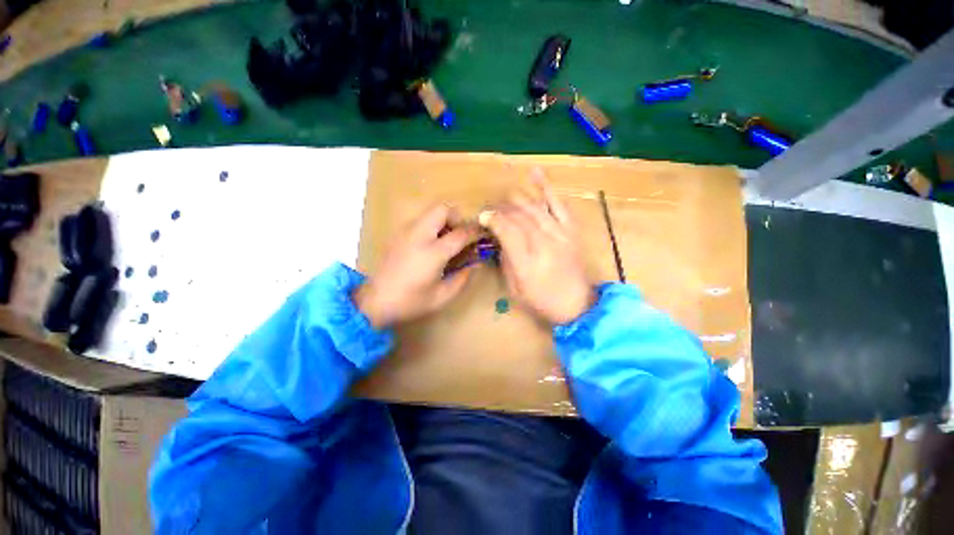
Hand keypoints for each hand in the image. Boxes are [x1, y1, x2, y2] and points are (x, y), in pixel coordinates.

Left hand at [355, 205, 476, 327]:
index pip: (460, 233)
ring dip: (443, 220)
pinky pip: (419, 220)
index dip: (475, 232)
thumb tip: (476, 264)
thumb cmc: (410, 302)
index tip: (482, 234)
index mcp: (433, 253)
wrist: (374, 301)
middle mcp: (419, 235)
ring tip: (446, 239)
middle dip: (456, 217)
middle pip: (442, 209)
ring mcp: (405, 232)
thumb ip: (462, 278)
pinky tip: (430, 244)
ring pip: (429, 211)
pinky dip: (430, 225)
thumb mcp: (442, 296)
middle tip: (460, 235)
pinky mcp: (397, 234)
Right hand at [486, 172, 595, 323]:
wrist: (578, 305)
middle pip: (519, 216)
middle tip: (491, 210)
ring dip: (517, 200)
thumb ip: (505, 261)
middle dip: (501, 209)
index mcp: (527, 262)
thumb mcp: (515, 289)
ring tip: (505, 198)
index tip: (482, 216)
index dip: (492, 219)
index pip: (507, 230)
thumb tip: (499, 239)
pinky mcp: (570, 230)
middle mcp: (544, 243)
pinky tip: (534, 173)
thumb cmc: (542, 301)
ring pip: (534, 207)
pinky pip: (558, 204)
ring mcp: (560, 234)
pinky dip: (546, 187)